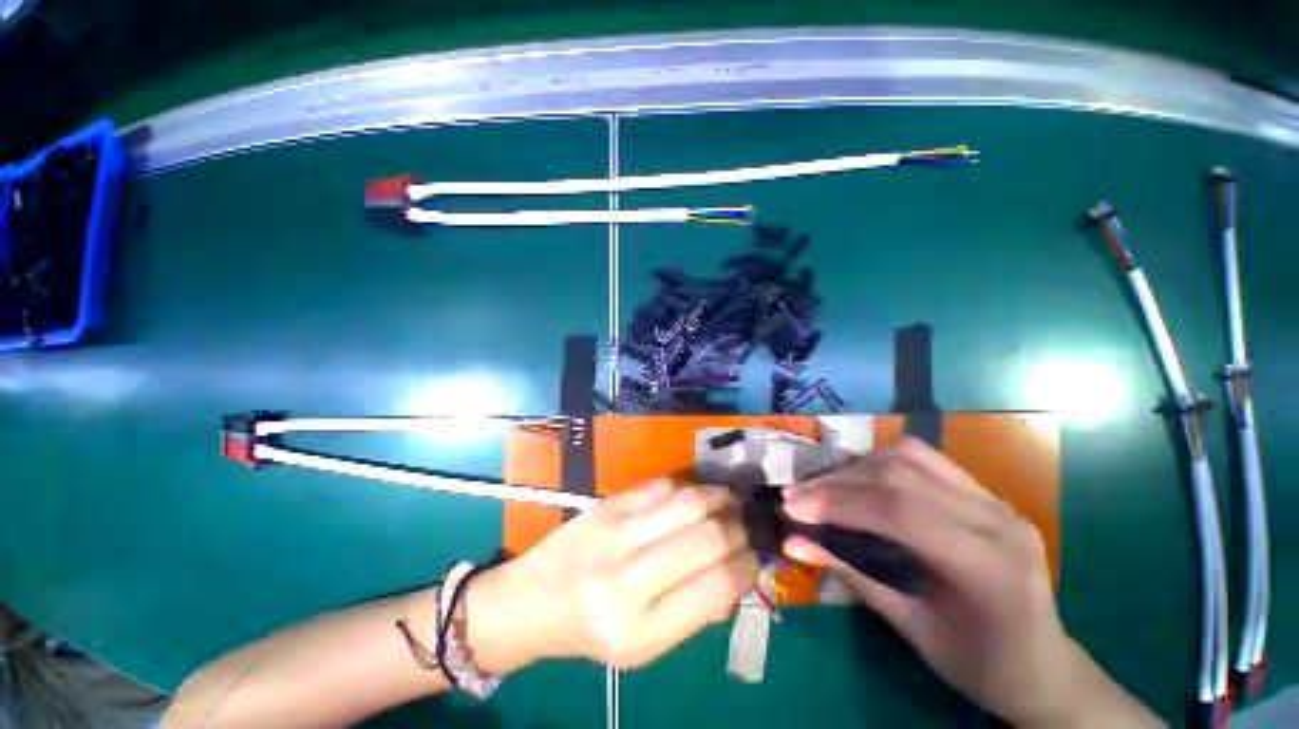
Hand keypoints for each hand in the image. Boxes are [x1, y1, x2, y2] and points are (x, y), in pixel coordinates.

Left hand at [486, 480, 758, 669]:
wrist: (533, 598)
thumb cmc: (592, 631)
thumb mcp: (645, 647)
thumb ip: (695, 611)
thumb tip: (736, 572)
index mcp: (639, 632)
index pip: (716, 587)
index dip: (746, 567)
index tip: (752, 557)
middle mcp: (626, 579)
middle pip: (707, 537)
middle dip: (738, 528)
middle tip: (744, 527)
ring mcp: (614, 533)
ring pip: (688, 502)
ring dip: (719, 499)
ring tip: (729, 504)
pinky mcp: (608, 504)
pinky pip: (662, 486)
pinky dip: (688, 489)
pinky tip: (695, 497)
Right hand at [782, 439, 1159, 727]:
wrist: (1046, 668)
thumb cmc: (981, 666)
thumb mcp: (912, 629)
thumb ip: (851, 576)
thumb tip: (792, 542)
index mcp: (988, 565)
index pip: (899, 510)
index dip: (837, 501)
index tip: (791, 505)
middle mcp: (997, 519)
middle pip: (900, 474)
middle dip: (836, 481)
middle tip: (796, 494)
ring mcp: (995, 500)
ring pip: (909, 456)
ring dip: (855, 466)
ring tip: (822, 486)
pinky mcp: (986, 494)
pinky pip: (923, 460)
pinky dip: (879, 464)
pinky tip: (858, 481)